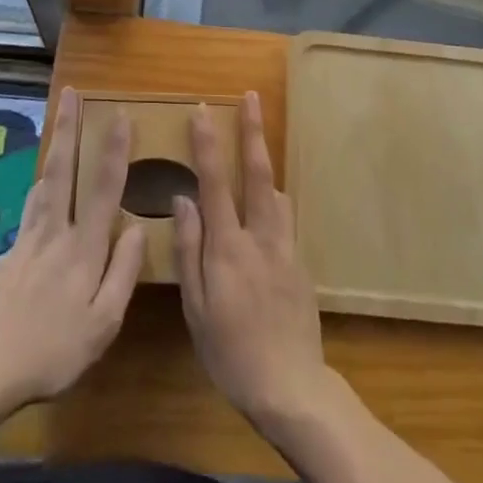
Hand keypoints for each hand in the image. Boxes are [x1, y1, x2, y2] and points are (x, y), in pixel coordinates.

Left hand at [0, 88, 143, 409]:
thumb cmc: (53, 352)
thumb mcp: (103, 325)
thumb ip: (123, 272)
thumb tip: (138, 226)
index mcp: (84, 249)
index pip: (103, 189)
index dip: (114, 150)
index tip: (120, 115)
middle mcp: (56, 232)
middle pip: (63, 169)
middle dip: (69, 127)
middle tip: (70, 92)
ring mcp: (28, 239)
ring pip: (43, 181)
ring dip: (54, 146)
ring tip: (58, 121)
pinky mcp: (9, 252)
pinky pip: (29, 207)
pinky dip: (38, 185)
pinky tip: (40, 184)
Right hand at [173, 93, 332, 431]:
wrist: (291, 387)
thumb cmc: (231, 352)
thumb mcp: (196, 308)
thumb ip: (189, 250)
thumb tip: (182, 199)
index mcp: (228, 247)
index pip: (214, 183)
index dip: (207, 144)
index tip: (202, 110)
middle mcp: (259, 236)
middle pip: (256, 172)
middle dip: (252, 130)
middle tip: (251, 96)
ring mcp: (285, 246)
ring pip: (276, 190)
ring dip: (265, 159)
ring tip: (256, 138)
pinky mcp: (300, 261)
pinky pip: (285, 217)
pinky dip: (274, 198)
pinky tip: (267, 201)